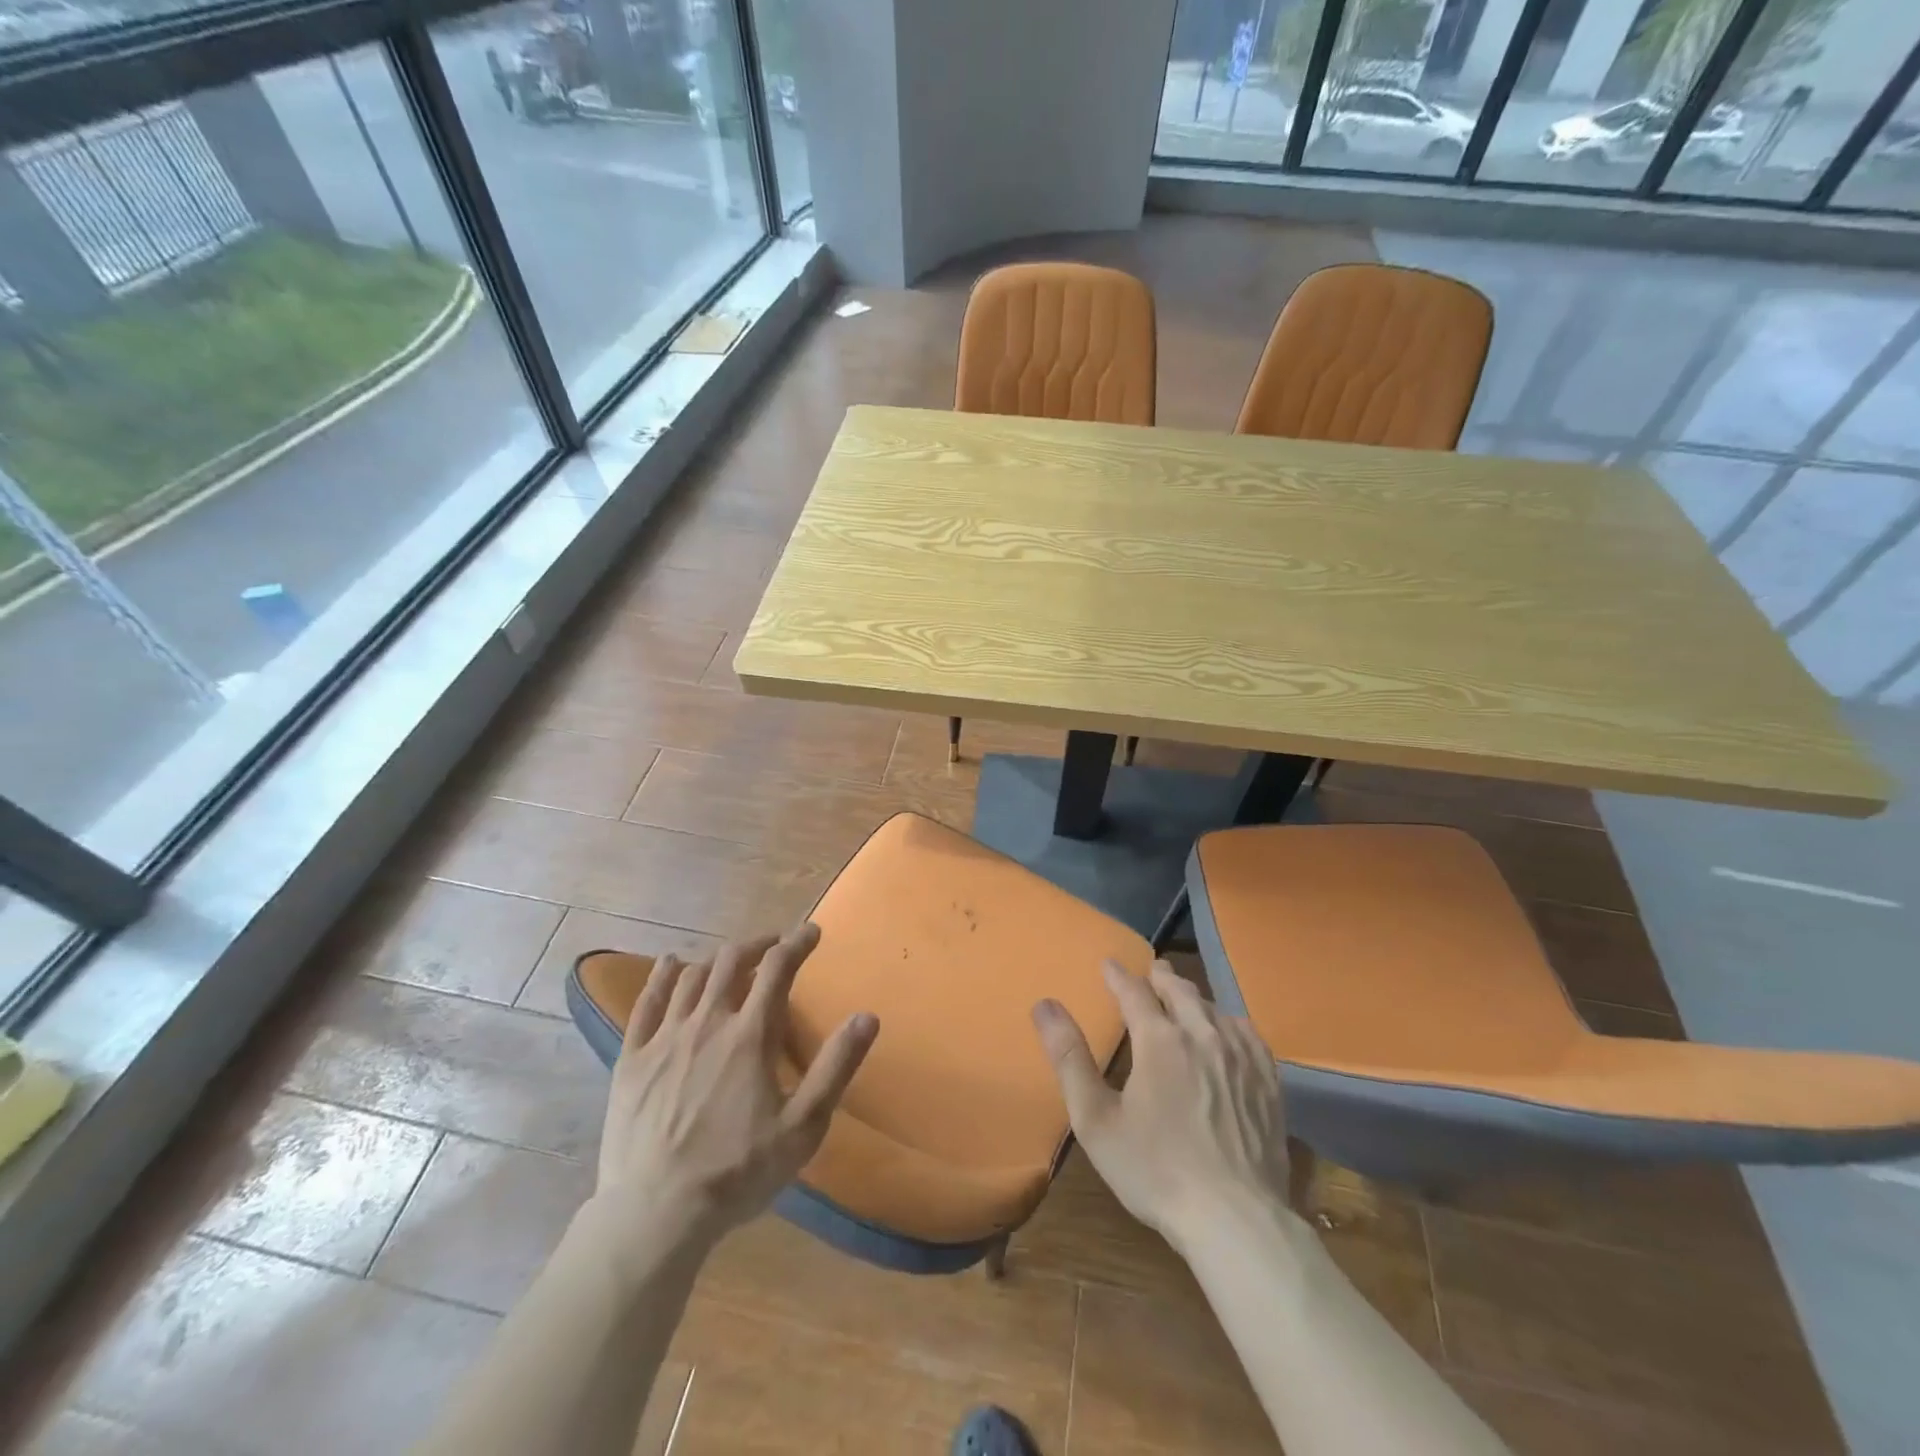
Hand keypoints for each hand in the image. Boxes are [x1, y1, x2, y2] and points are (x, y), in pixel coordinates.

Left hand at [590, 924, 878, 1259]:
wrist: (655, 1214)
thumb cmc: (737, 1171)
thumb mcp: (803, 1126)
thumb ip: (836, 1067)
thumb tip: (867, 1016)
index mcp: (750, 1035)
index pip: (778, 968)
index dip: (797, 943)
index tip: (811, 931)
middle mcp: (708, 1022)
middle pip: (732, 961)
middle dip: (758, 944)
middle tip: (774, 945)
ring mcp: (665, 1038)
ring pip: (693, 976)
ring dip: (717, 959)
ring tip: (732, 961)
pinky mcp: (632, 1058)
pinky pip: (646, 1002)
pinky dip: (663, 976)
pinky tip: (672, 964)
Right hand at [1033, 960, 1290, 1251]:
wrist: (1236, 1220)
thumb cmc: (1155, 1171)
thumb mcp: (1096, 1119)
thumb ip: (1069, 1058)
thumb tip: (1044, 1005)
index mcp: (1159, 1040)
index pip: (1134, 992)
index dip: (1118, 976)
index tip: (1109, 963)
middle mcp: (1202, 1035)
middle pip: (1180, 991)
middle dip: (1160, 977)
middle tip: (1151, 969)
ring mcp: (1241, 1057)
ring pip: (1214, 1008)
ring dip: (1194, 997)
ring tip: (1184, 996)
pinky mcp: (1268, 1081)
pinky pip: (1247, 1034)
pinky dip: (1229, 1021)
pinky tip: (1228, 1029)